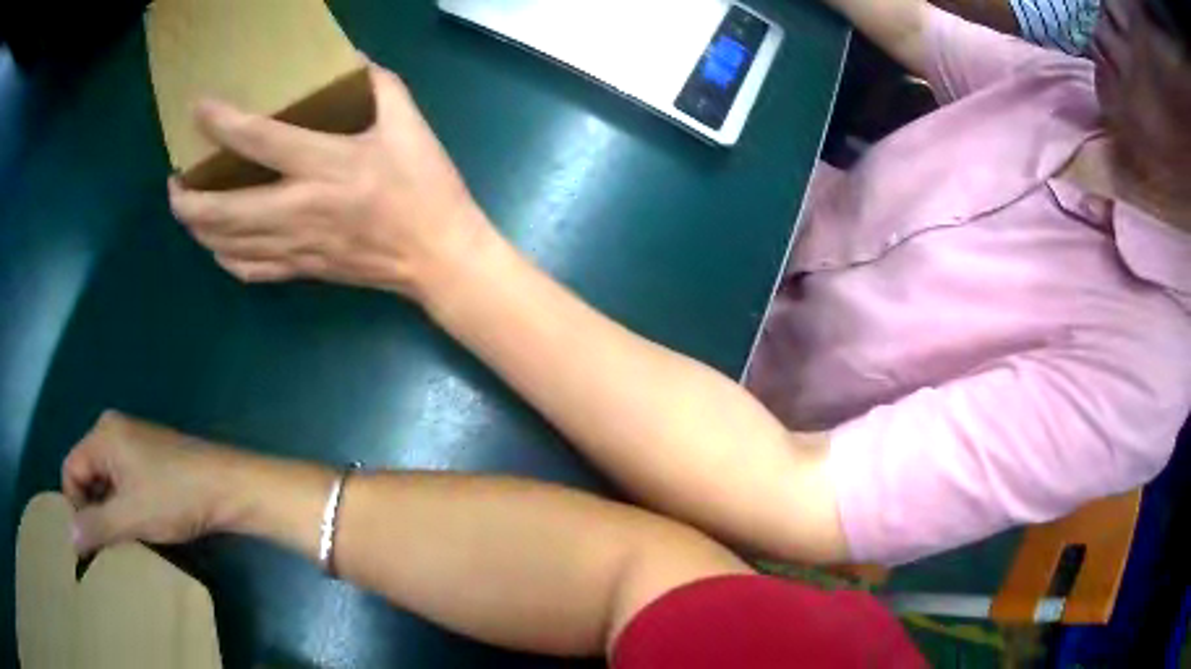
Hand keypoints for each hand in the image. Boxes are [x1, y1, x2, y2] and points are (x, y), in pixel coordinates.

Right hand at [61, 411, 236, 554]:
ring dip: (108, 509)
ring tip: (122, 538)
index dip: (75, 505)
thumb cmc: (174, 498)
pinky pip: (122, 480)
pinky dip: (122, 503)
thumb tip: (70, 538)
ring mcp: (132, 441)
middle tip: (106, 543)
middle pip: (86, 473)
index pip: (70, 469)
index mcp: (102, 435)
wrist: (226, 486)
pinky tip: (136, 525)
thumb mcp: (130, 516)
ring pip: (105, 480)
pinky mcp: (149, 457)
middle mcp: (113, 430)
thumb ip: (96, 527)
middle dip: (91, 508)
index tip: (90, 540)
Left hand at [169, 64, 493, 299]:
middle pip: (224, 212)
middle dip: (187, 200)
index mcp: (327, 165)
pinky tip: (216, 245)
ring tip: (186, 209)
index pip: (258, 140)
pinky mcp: (302, 270)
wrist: (439, 256)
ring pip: (227, 246)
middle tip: (174, 182)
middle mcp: (300, 209)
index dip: (222, 122)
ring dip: (198, 229)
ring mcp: (296, 246)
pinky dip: (223, 257)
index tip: (198, 109)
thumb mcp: (410, 124)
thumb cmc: (426, 187)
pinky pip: (248, 271)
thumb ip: (378, 84)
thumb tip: (348, 60)